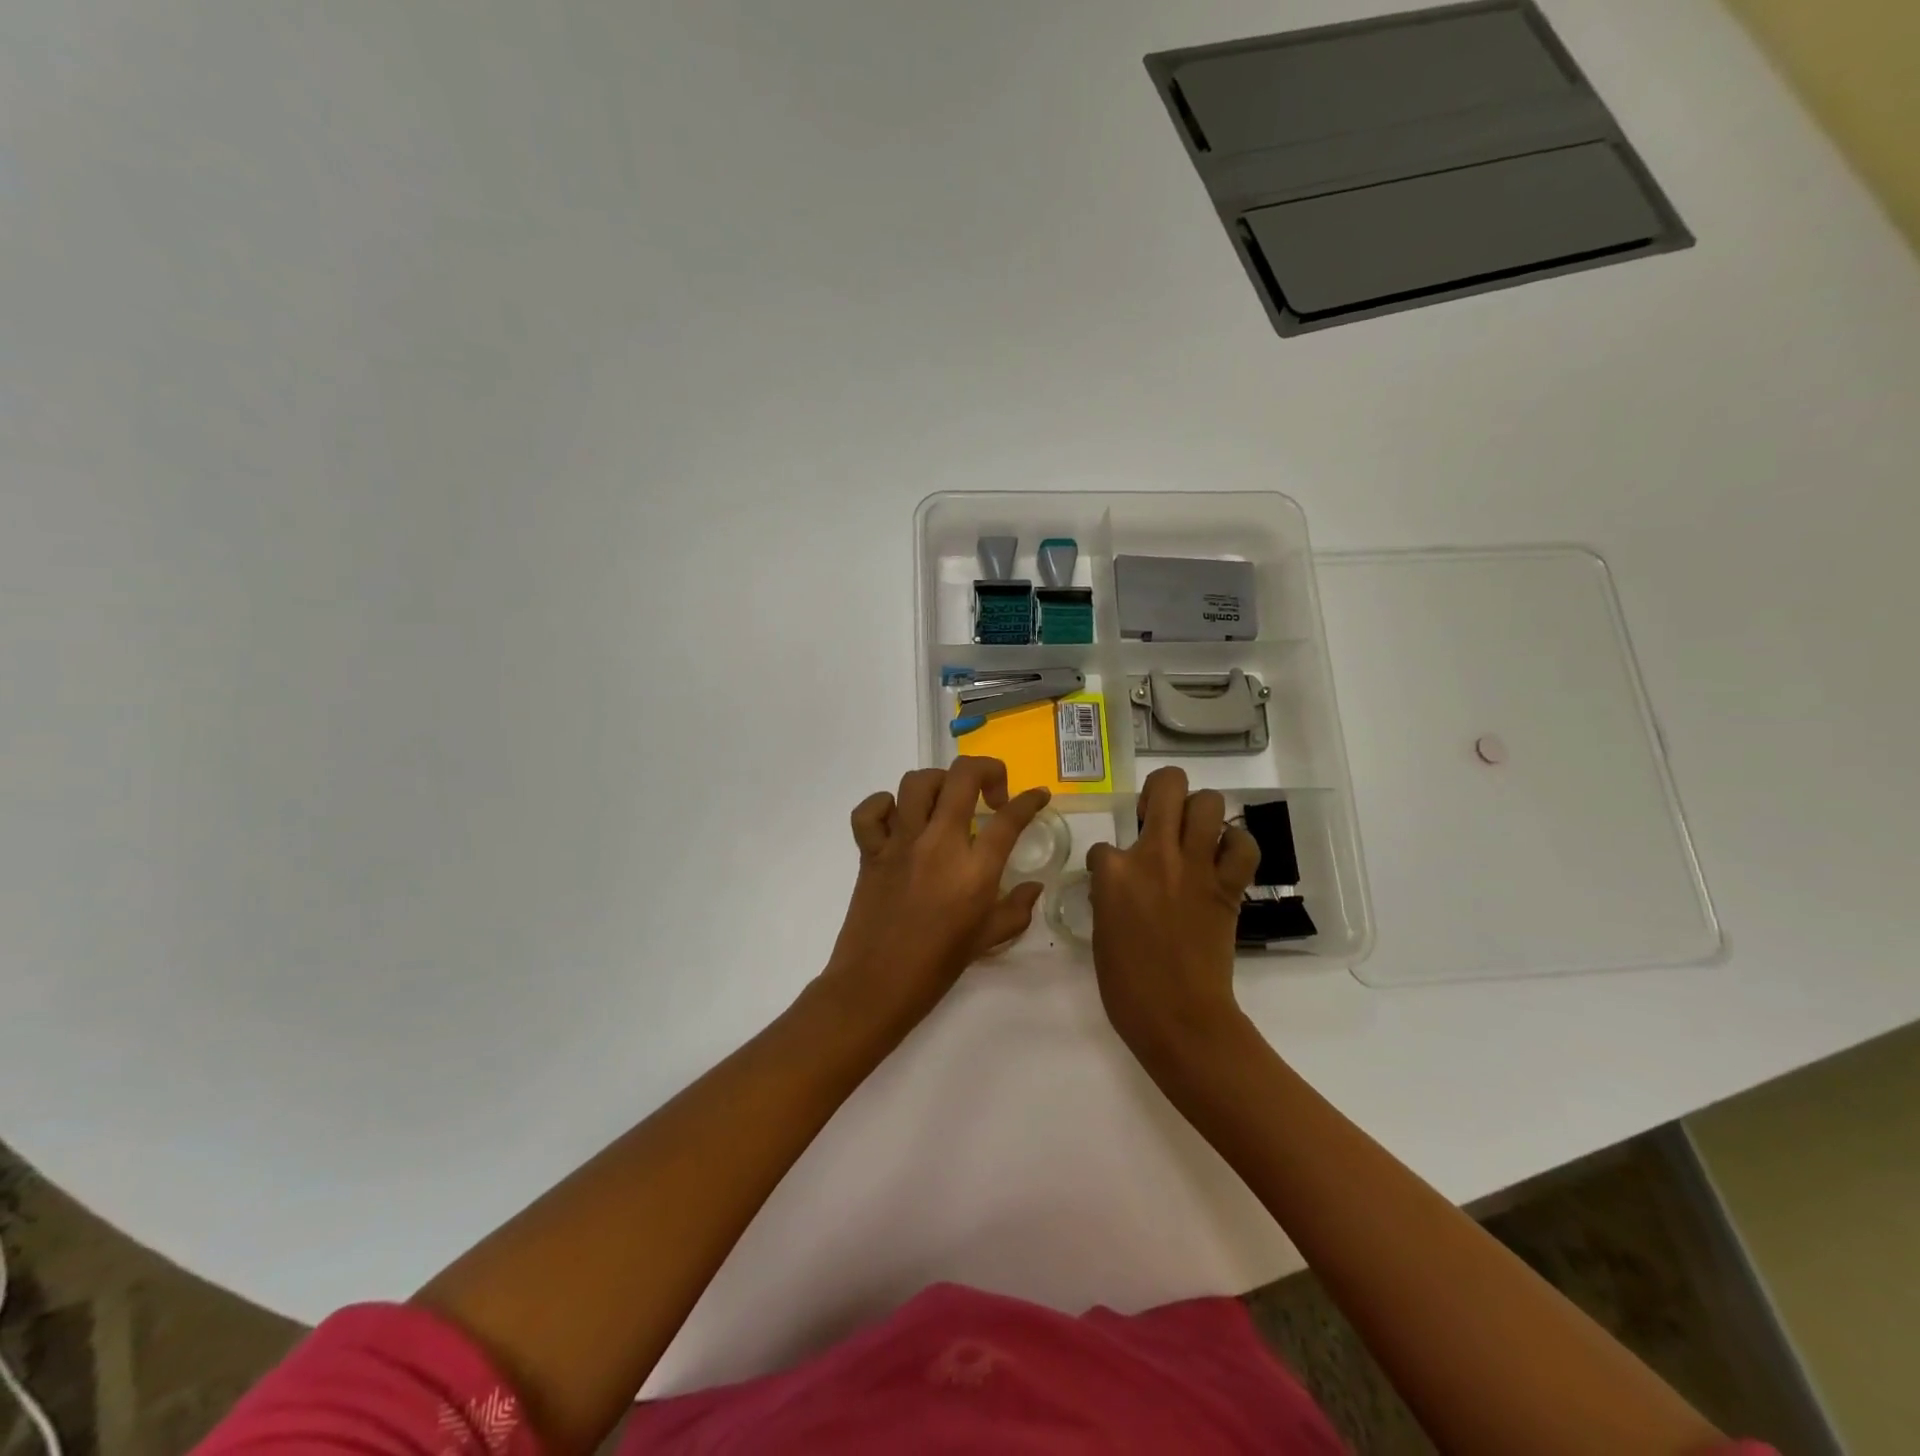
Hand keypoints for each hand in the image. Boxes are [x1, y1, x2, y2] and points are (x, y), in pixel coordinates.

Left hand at [817, 757, 1051, 1037]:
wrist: (875, 987)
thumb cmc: (936, 968)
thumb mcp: (986, 940)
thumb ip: (1016, 909)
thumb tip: (1033, 888)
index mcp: (974, 870)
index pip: (1010, 818)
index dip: (1030, 800)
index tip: (1037, 796)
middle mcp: (938, 844)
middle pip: (963, 777)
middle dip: (987, 770)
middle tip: (993, 793)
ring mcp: (900, 844)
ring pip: (917, 782)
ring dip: (939, 783)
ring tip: (948, 802)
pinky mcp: (870, 851)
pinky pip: (869, 812)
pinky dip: (882, 805)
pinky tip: (899, 818)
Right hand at [1086, 767, 1260, 1073]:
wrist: (1179, 1017)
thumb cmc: (1127, 985)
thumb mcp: (1101, 932)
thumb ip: (1109, 896)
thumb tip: (1118, 883)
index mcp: (1114, 872)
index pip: (1104, 845)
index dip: (1107, 861)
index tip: (1113, 881)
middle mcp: (1155, 855)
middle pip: (1168, 785)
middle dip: (1161, 789)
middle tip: (1157, 814)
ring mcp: (1196, 867)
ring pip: (1209, 802)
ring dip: (1200, 810)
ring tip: (1192, 831)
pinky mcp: (1228, 886)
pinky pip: (1243, 845)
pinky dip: (1236, 845)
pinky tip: (1222, 857)